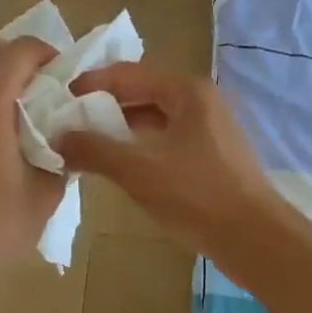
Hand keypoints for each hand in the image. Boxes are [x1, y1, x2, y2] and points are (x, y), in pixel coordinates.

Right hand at [55, 63, 285, 257]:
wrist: (253, 238)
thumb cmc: (196, 195)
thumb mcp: (138, 170)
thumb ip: (94, 149)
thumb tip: (58, 138)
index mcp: (187, 91)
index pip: (128, 74)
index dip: (91, 84)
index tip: (59, 100)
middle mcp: (201, 101)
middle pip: (142, 93)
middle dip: (104, 107)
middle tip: (68, 123)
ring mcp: (210, 129)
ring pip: (155, 119)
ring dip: (121, 129)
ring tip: (87, 145)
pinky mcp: (212, 156)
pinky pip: (167, 140)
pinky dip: (141, 147)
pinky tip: (121, 166)